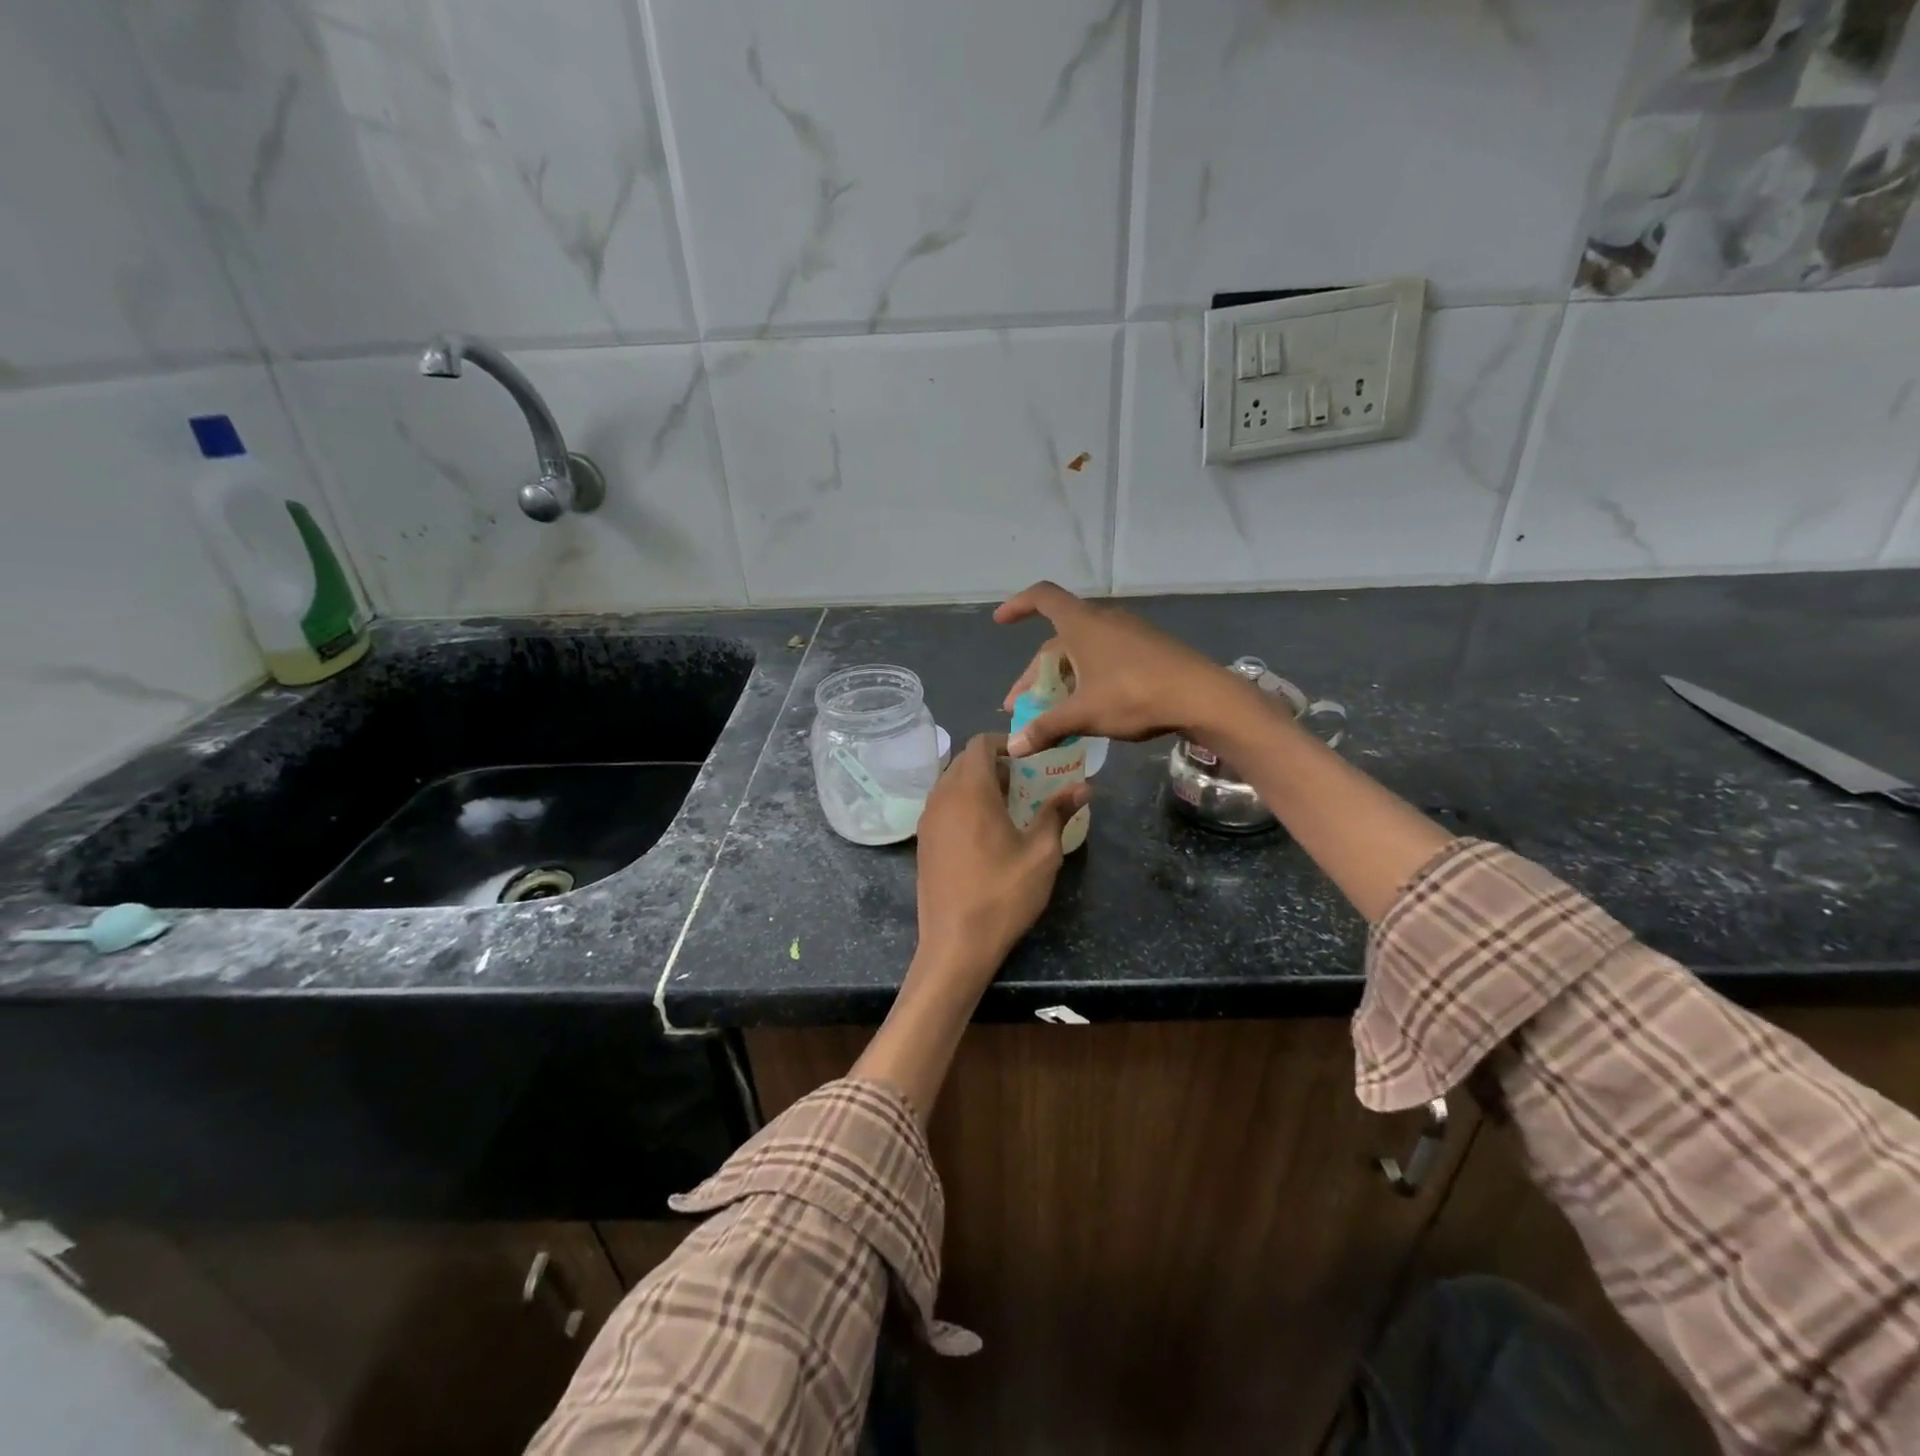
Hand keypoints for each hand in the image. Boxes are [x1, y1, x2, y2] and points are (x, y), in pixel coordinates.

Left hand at [913, 733, 1089, 988]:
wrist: (955, 944)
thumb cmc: (1003, 895)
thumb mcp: (1042, 854)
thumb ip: (1058, 813)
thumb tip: (1082, 787)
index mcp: (969, 791)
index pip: (980, 744)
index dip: (1005, 743)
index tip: (1030, 758)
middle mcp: (942, 797)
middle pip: (964, 761)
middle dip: (994, 763)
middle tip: (1026, 782)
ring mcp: (927, 820)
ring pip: (951, 783)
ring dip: (978, 783)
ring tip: (1009, 806)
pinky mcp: (923, 841)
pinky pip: (943, 805)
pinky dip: (963, 803)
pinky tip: (986, 831)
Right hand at [996, 581, 1239, 754]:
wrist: (1203, 697)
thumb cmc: (1135, 696)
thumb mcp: (1084, 714)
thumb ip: (1046, 727)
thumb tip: (1012, 747)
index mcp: (1082, 625)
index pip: (1042, 598)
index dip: (1018, 605)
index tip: (1000, 621)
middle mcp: (1104, 621)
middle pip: (1058, 640)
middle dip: (1035, 673)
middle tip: (1021, 706)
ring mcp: (1129, 633)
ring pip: (1083, 651)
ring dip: (1062, 678)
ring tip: (1053, 710)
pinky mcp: (1149, 649)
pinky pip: (1105, 657)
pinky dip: (1087, 677)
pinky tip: (1089, 706)